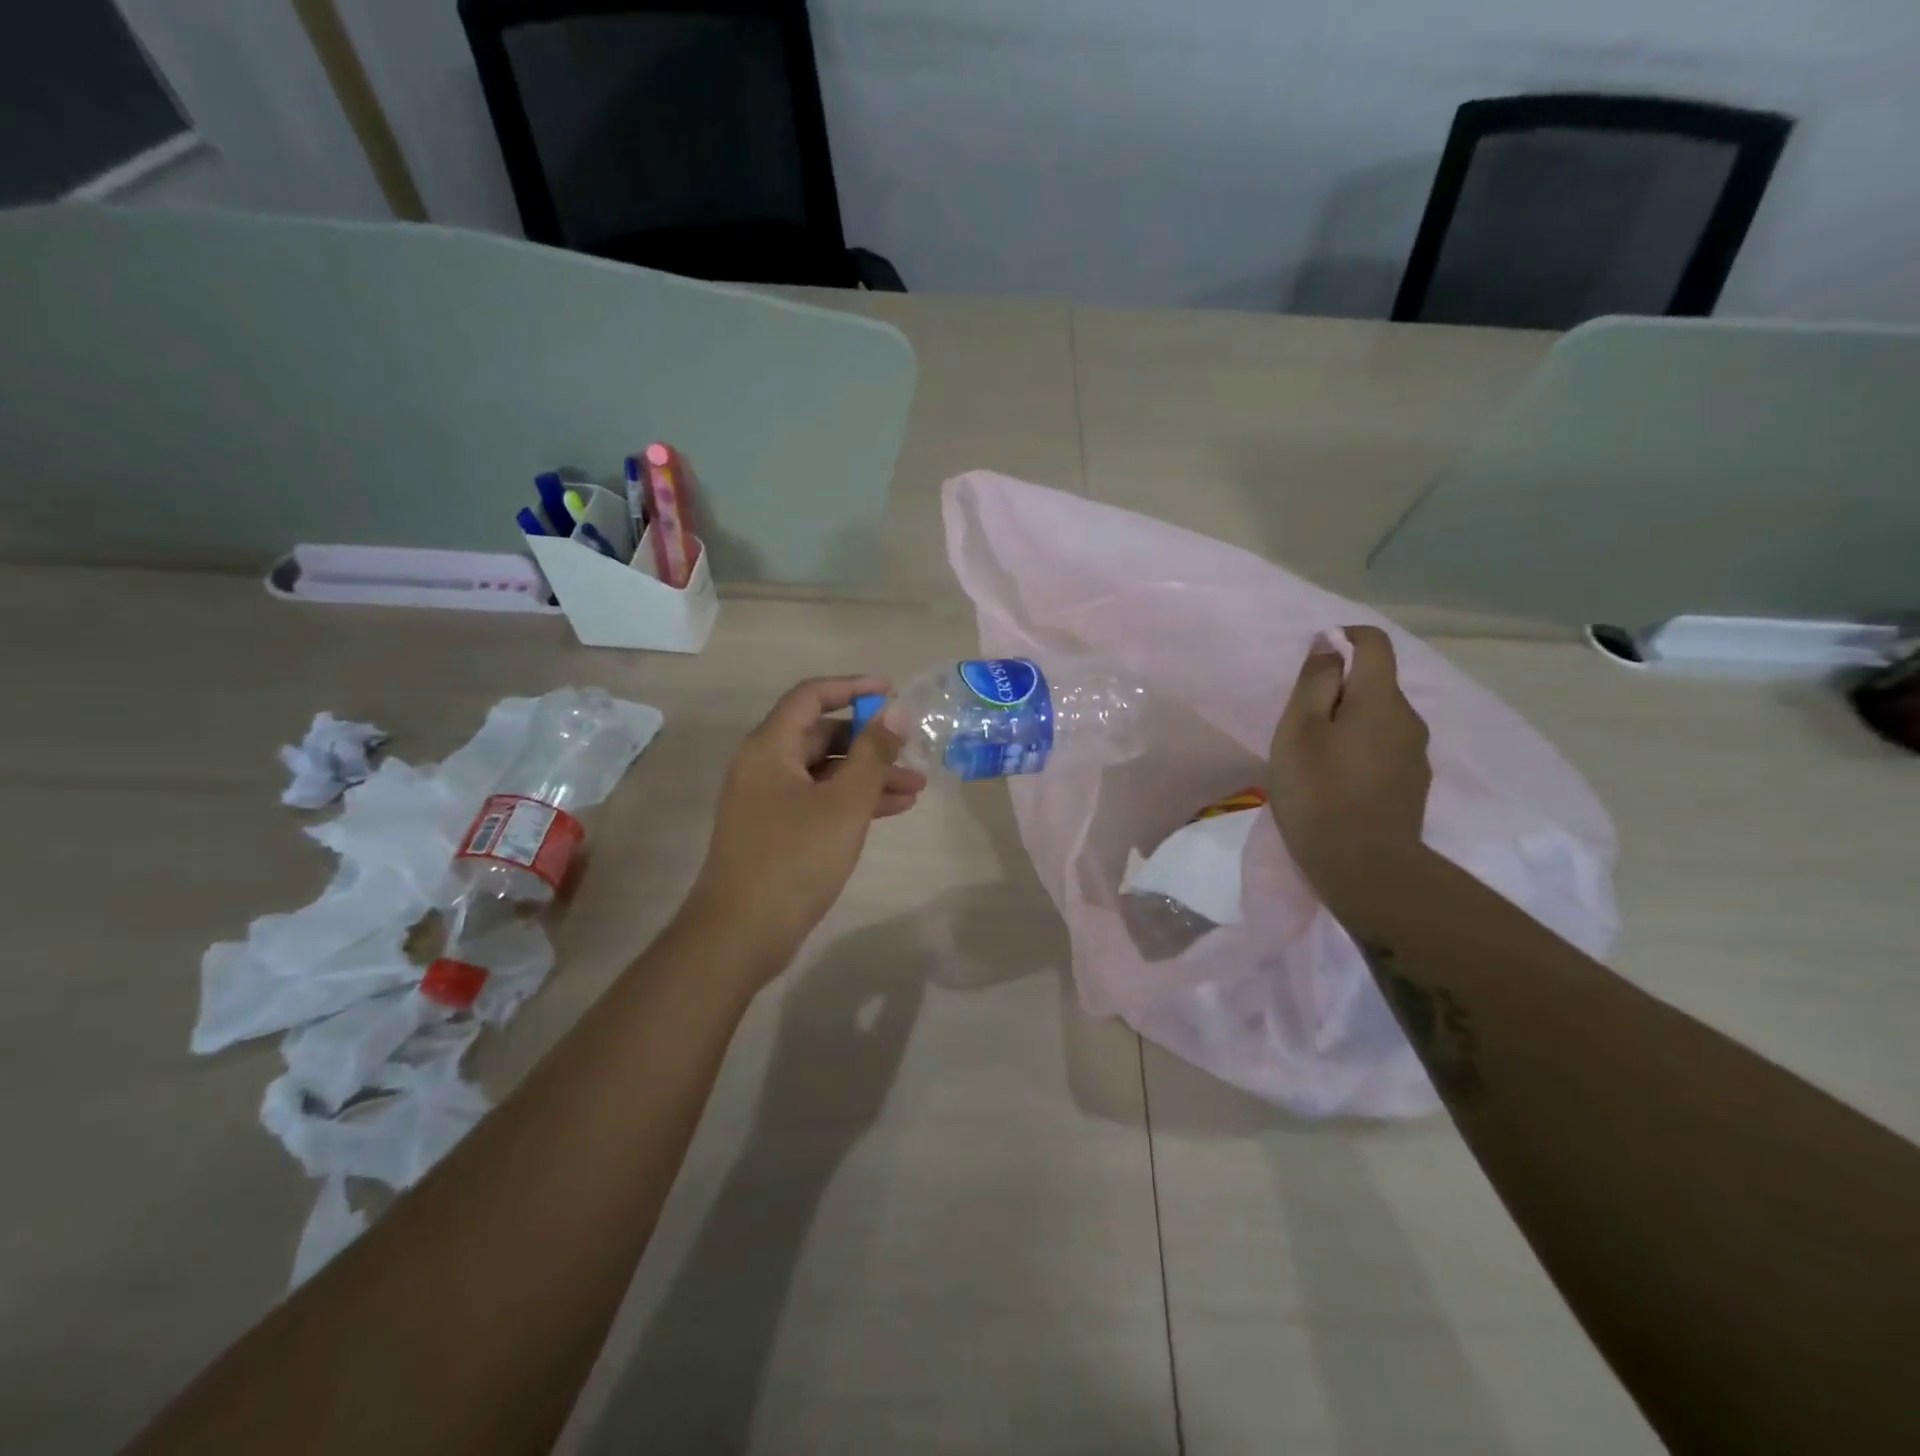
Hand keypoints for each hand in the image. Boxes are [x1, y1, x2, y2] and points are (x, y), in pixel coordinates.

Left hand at [686, 677, 926, 973]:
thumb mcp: (844, 803)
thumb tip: (897, 711)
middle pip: (821, 735)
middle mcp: (764, 766)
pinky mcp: (776, 831)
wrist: (741, 933)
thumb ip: (873, 754)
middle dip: (870, 742)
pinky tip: (894, 810)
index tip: (893, 691)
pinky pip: (819, 801)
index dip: (853, 687)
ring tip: (917, 787)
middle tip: (912, 750)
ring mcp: (768, 801)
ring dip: (868, 775)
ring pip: (825, 773)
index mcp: (770, 747)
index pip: (811, 696)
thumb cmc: (794, 858)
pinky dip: (853, 801)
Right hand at [1268, 626, 1432, 919]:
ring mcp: (1415, 754)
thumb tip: (1328, 643)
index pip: (1374, 643)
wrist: (1366, 868)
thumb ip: (1315, 682)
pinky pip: (1384, 748)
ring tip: (1314, 757)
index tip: (1313, 661)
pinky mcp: (1412, 784)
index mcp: (1381, 699)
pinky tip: (1336, 781)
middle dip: (1339, 690)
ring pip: (1379, 719)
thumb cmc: (1320, 793)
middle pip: (1375, 684)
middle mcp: (1408, 718)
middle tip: (1299, 724)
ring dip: (1349, 723)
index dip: (1344, 638)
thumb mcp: (1299, 731)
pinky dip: (1359, 750)